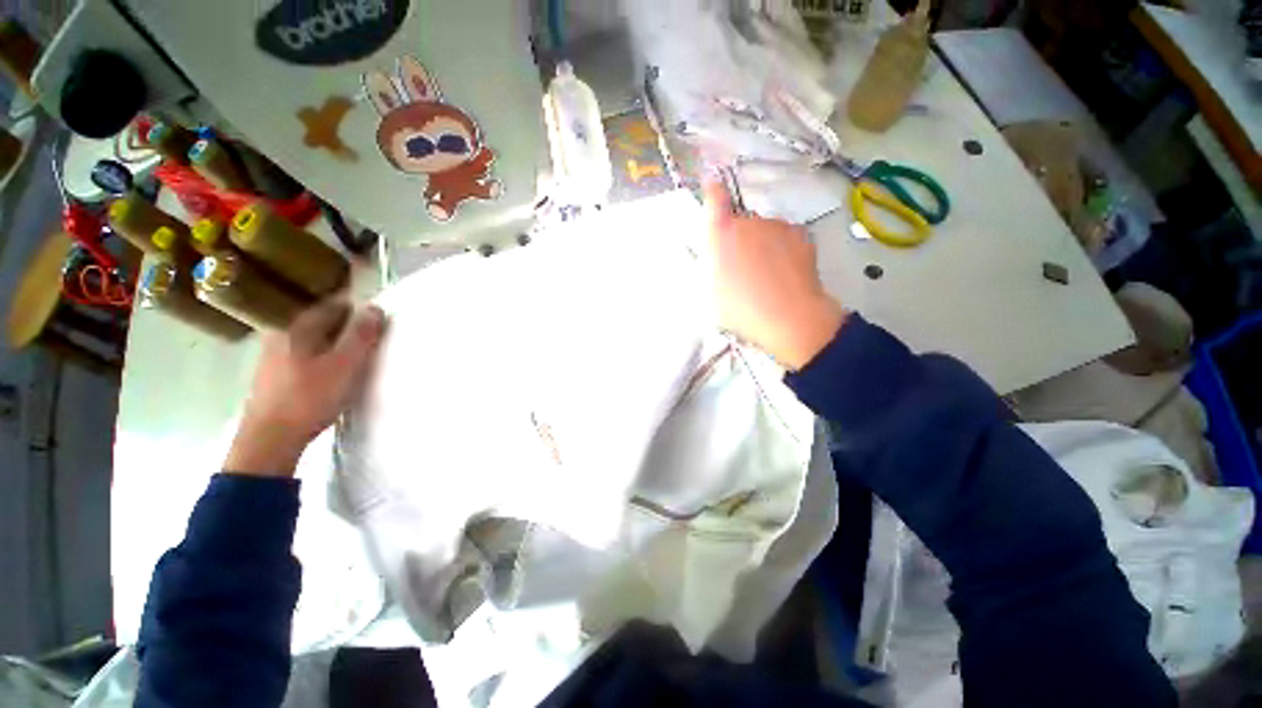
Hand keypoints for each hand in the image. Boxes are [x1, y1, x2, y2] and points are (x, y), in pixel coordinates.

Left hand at [225, 301, 386, 476]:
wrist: (270, 438)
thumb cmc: (311, 397)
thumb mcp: (346, 364)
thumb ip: (361, 334)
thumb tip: (374, 307)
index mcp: (297, 326)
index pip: (334, 305)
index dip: (360, 313)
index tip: (378, 327)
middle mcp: (281, 333)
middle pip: (322, 321)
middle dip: (348, 329)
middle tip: (369, 346)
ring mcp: (273, 354)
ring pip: (313, 339)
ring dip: (335, 345)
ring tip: (354, 361)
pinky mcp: (273, 374)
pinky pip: (304, 355)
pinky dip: (322, 359)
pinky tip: (331, 376)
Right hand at [704, 180, 845, 370]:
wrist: (789, 317)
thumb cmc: (741, 308)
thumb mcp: (711, 290)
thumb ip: (711, 262)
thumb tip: (715, 249)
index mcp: (722, 234)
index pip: (715, 200)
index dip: (713, 190)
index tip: (712, 182)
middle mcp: (749, 222)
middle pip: (740, 223)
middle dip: (739, 238)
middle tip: (742, 269)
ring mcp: (778, 226)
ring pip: (764, 230)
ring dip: (762, 244)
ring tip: (767, 275)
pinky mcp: (801, 234)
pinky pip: (784, 237)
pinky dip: (782, 248)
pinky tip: (785, 272)